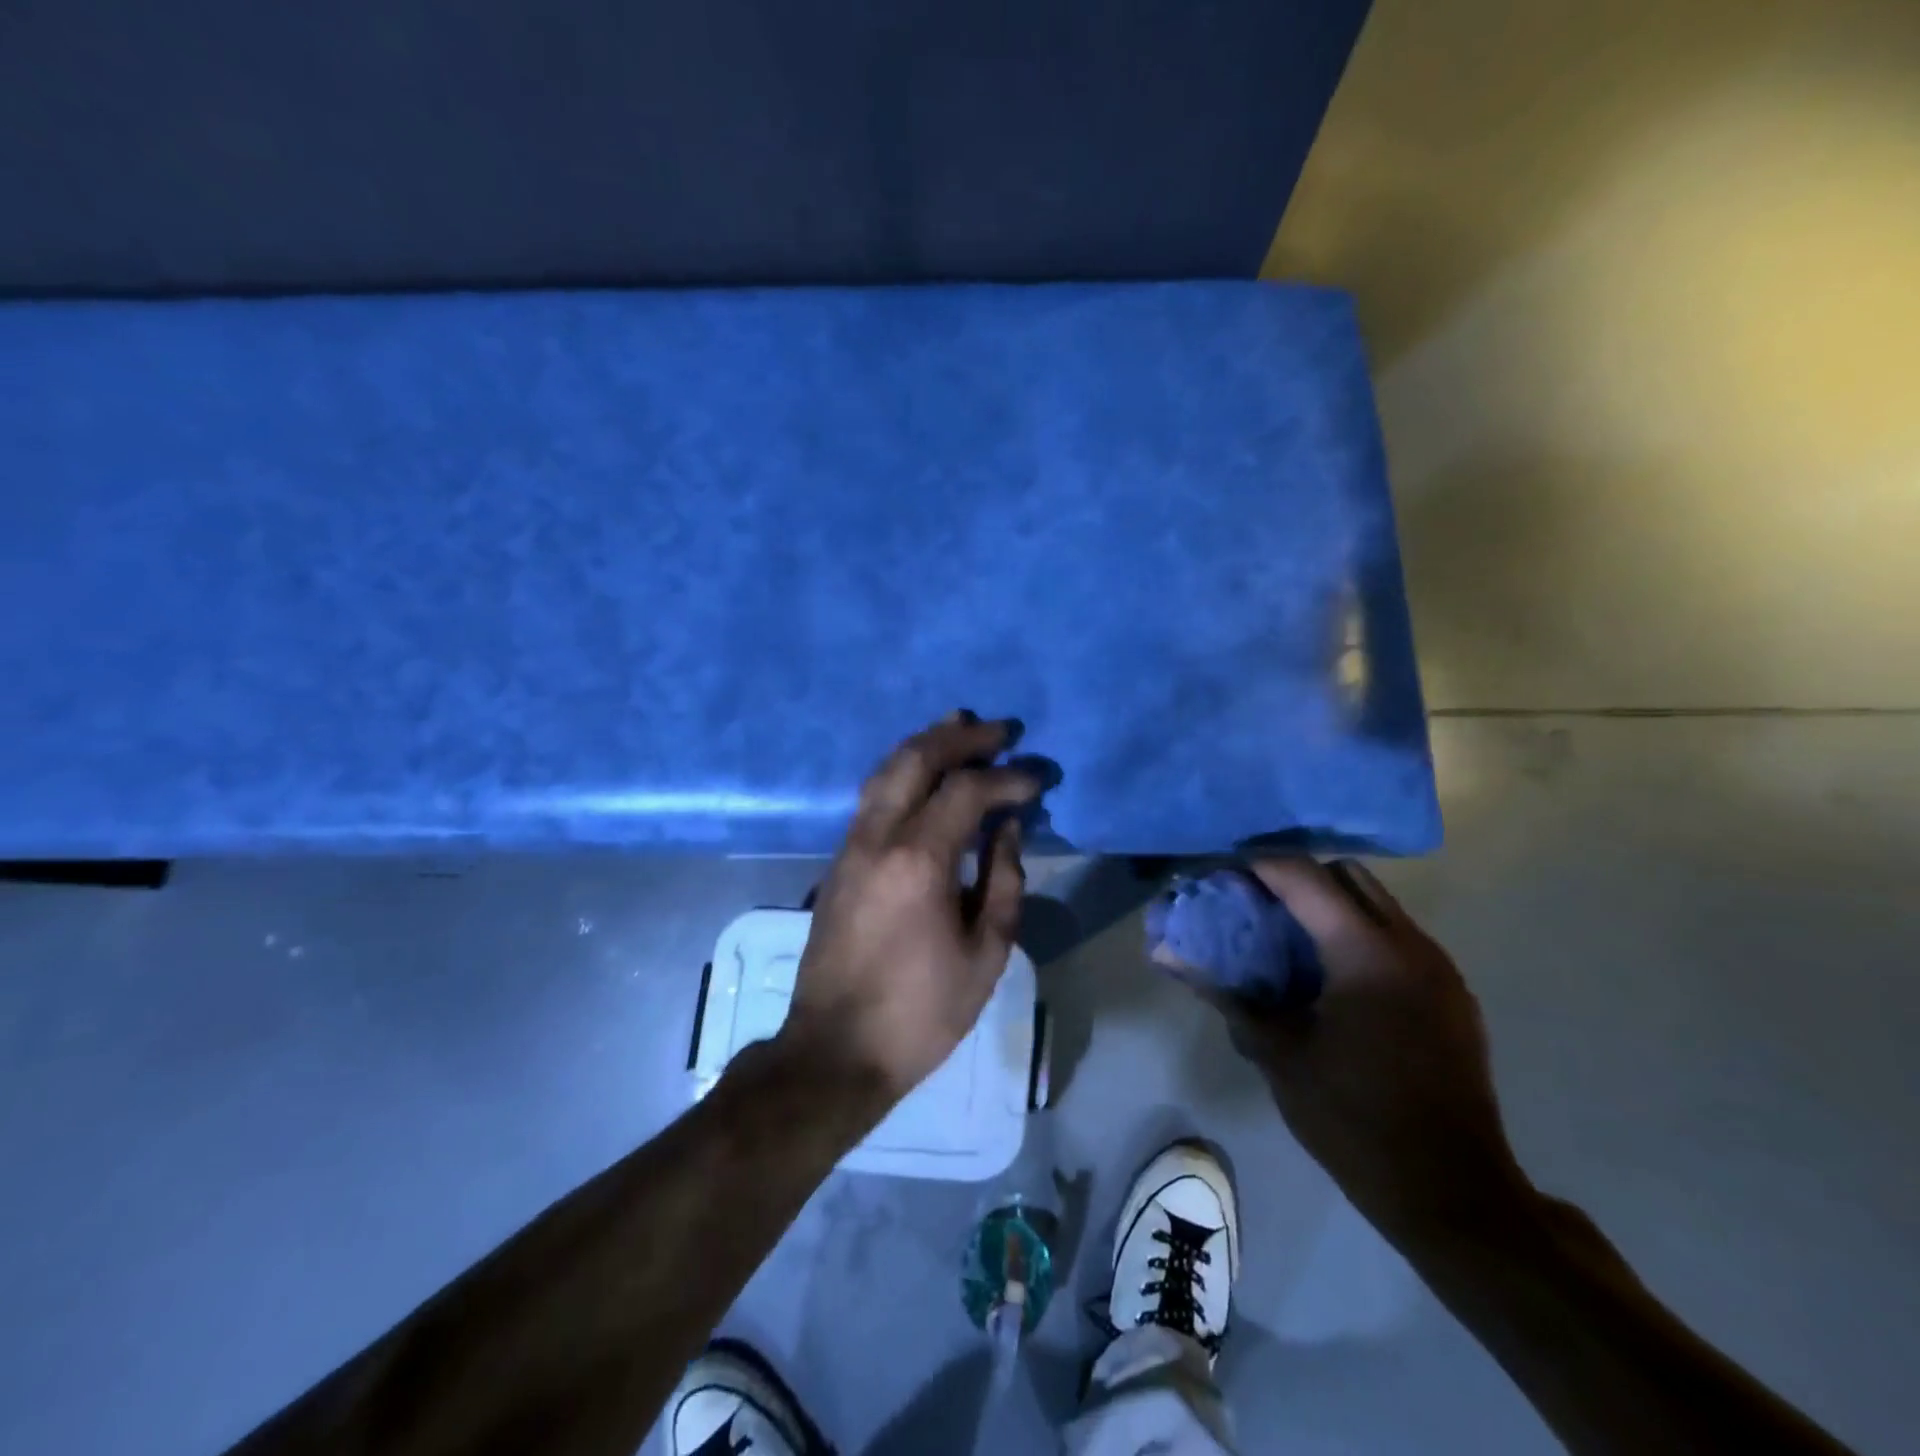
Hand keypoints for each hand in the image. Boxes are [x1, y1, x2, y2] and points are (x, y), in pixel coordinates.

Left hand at [781, 712, 1041, 1104]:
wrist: (836, 1049)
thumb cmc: (922, 1011)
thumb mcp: (986, 953)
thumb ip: (1004, 880)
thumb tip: (1009, 827)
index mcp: (919, 861)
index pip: (967, 791)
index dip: (1008, 778)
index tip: (1038, 779)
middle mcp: (878, 837)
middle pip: (916, 759)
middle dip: (961, 738)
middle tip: (1001, 730)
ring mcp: (850, 845)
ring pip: (885, 769)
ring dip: (925, 743)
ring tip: (961, 727)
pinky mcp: (838, 860)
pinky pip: (873, 795)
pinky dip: (903, 770)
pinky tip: (925, 773)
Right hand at [1217, 858, 1534, 1244]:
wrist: (1452, 1193)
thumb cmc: (1352, 1119)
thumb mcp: (1277, 1054)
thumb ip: (1226, 993)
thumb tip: (1168, 954)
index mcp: (1364, 952)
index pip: (1302, 875)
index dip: (1256, 865)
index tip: (1221, 873)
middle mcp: (1409, 944)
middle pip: (1346, 874)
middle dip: (1298, 876)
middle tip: (1257, 904)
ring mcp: (1439, 967)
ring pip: (1378, 903)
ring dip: (1331, 905)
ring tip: (1289, 938)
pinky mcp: (1452, 992)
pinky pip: (1398, 936)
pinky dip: (1359, 934)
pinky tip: (1332, 976)